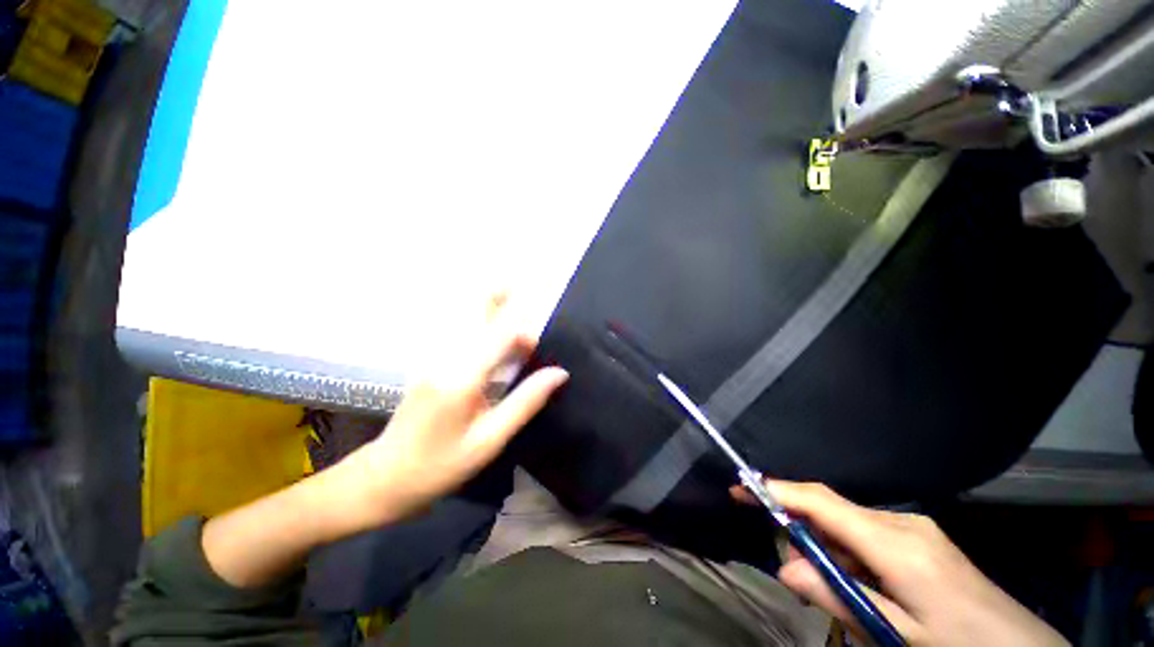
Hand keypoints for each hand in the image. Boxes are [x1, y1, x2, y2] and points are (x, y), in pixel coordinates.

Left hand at [202, 296, 565, 588]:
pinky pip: (462, 334)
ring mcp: (434, 358)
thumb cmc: (440, 466)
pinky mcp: (431, 364)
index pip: (501, 335)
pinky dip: (481, 325)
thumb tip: (559, 373)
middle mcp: (446, 357)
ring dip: (490, 308)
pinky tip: (493, 329)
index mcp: (462, 377)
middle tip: (517, 279)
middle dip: (498, 296)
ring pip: (467, 321)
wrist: (383, 478)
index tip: (541, 337)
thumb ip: (525, 402)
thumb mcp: (489, 440)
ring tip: (509, 293)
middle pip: (476, 314)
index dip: (525, 327)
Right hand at [732, 480, 1067, 646]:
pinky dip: (849, 553)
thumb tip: (785, 569)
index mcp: (896, 544)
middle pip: (831, 509)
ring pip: (848, 523)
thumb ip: (838, 598)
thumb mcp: (896, 635)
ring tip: (836, 592)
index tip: (740, 487)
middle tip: (796, 572)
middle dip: (803, 530)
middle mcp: (902, 523)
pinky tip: (861, 585)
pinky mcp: (919, 536)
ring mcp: (914, 527)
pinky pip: (867, 533)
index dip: (777, 491)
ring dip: (829, 549)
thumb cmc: (959, 646)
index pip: (822, 502)